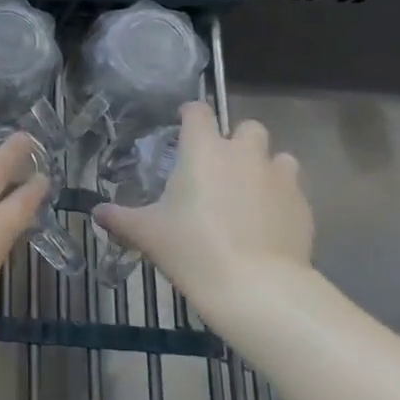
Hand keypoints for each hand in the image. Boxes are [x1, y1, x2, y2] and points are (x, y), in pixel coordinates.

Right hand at [94, 102, 313, 327]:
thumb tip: (96, 213)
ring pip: (278, 157)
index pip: (198, 111)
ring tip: (249, 192)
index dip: (189, 115)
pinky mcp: (303, 207)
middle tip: (219, 167)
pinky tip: (267, 223)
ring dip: (264, 166)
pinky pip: (292, 190)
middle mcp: (244, 154)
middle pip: (248, 127)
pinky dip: (280, 198)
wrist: (257, 288)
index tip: (182, 127)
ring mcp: (279, 179)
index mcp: (203, 150)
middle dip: (236, 140)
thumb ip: (120, 218)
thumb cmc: (193, 248)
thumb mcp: (147, 234)